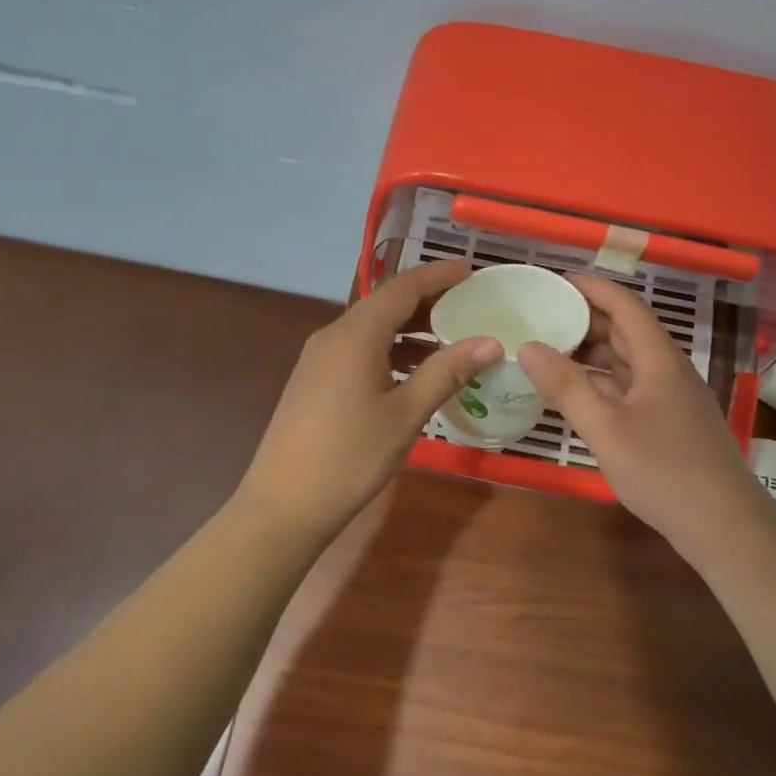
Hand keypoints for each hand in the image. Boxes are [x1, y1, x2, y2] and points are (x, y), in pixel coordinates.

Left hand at [236, 261, 502, 543]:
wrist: (284, 504)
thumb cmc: (351, 456)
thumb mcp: (406, 414)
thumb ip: (447, 372)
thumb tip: (491, 342)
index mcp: (356, 334)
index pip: (402, 287)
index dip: (438, 275)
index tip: (471, 271)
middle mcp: (333, 335)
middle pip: (385, 304)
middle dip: (427, 301)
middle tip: (469, 306)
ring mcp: (319, 358)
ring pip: (372, 328)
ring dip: (410, 329)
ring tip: (451, 340)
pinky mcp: (315, 380)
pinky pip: (359, 350)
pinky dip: (391, 351)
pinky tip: (414, 372)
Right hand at [518, 274, 775, 553]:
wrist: (723, 526)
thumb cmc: (664, 471)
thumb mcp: (606, 429)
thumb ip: (567, 387)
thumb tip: (527, 346)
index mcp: (659, 360)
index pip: (626, 306)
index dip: (593, 289)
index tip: (557, 281)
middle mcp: (669, 371)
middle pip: (628, 332)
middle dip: (588, 320)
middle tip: (544, 318)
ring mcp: (673, 399)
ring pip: (630, 363)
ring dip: (595, 354)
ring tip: (553, 353)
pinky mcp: (672, 425)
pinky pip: (633, 389)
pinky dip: (604, 384)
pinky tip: (581, 396)